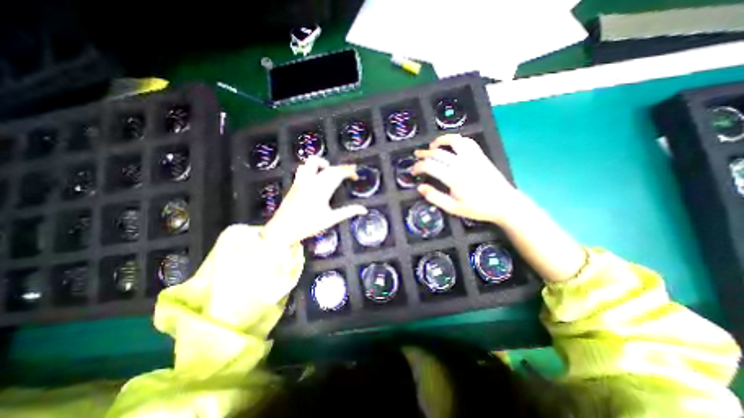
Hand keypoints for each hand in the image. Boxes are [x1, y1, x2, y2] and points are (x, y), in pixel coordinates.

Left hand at [263, 157, 366, 247]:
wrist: (282, 229)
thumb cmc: (307, 225)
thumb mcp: (330, 219)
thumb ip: (348, 212)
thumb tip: (364, 210)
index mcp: (322, 190)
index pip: (338, 174)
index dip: (349, 171)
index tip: (356, 175)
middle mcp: (311, 181)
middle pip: (329, 168)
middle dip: (342, 168)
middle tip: (350, 173)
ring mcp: (301, 180)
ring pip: (312, 162)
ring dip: (324, 163)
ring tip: (331, 171)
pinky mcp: (295, 183)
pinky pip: (304, 168)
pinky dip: (313, 167)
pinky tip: (316, 176)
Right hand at [409, 134, 517, 225]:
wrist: (504, 203)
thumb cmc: (477, 208)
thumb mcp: (453, 208)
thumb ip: (435, 197)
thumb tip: (420, 187)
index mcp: (454, 178)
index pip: (430, 166)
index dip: (418, 167)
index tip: (413, 171)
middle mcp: (462, 163)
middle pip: (438, 152)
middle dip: (424, 153)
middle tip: (416, 156)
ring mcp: (472, 157)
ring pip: (453, 141)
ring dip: (440, 141)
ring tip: (432, 145)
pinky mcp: (480, 155)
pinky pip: (467, 142)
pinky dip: (456, 139)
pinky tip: (451, 144)